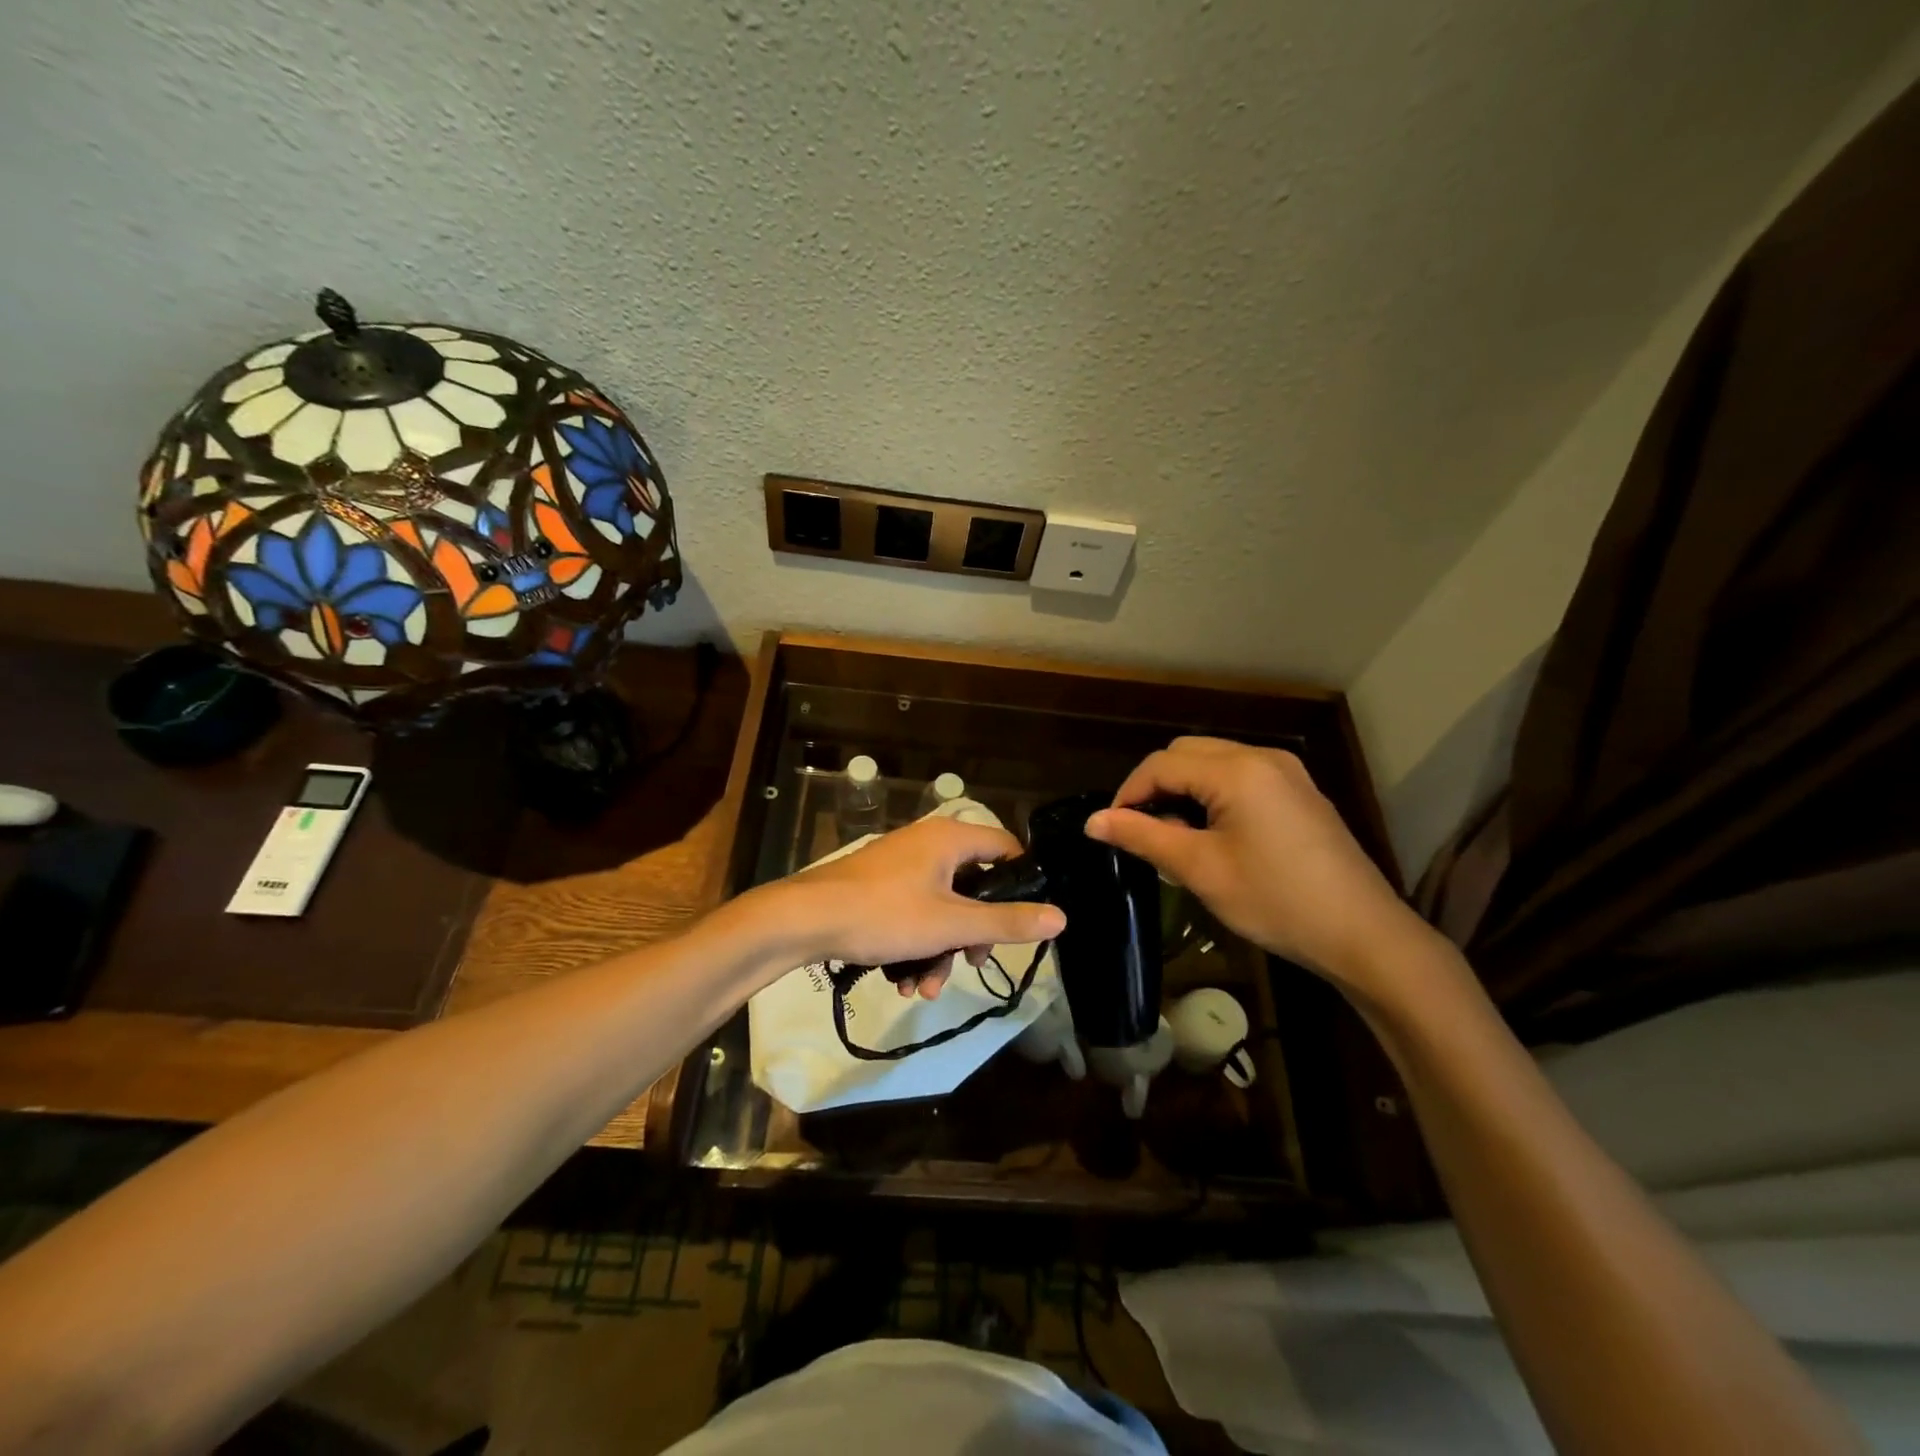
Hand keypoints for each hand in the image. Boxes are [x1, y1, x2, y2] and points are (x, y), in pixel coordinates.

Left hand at [754, 816, 1064, 998]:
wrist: (804, 920)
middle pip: (973, 885)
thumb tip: (1060, 917)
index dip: (1022, 881)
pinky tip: (903, 982)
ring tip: (926, 989)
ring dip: (941, 950)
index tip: (1023, 920)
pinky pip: (913, 913)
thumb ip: (1006, 923)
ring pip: (941, 907)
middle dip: (973, 933)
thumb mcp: (951, 924)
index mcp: (950, 838)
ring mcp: (900, 865)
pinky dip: (915, 945)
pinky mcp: (878, 887)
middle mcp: (928, 843)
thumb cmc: (885, 914)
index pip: (1005, 846)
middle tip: (971, 963)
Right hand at [1085, 737, 1437, 1003]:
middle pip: (1186, 753)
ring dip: (1184, 789)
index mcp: (1237, 770)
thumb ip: (1143, 836)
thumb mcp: (1200, 870)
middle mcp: (1262, 757)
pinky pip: (1240, 776)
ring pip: (1213, 762)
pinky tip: (1213, 834)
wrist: (1363, 934)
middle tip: (1143, 833)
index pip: (1161, 764)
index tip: (1111, 830)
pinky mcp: (1299, 791)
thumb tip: (1092, 821)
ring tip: (1176, 838)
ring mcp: (1286, 771)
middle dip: (1155, 787)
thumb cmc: (1276, 901)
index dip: (1128, 793)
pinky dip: (1213, 794)